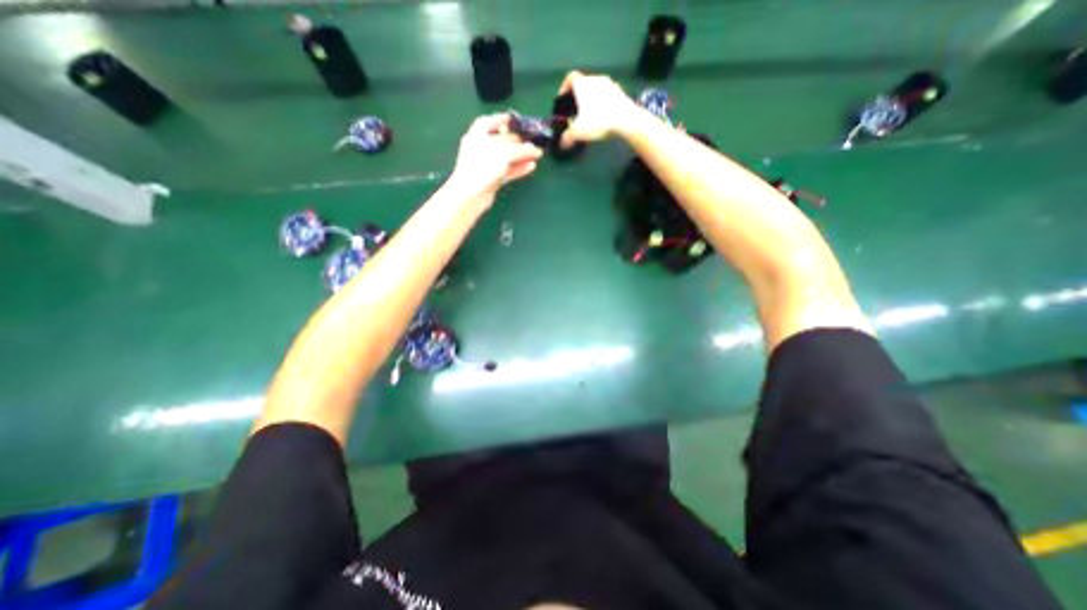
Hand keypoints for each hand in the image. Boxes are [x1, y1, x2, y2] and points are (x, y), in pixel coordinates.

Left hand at [442, 113, 540, 207]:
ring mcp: (486, 165)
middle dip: (518, 141)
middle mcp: (481, 148)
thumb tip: (533, 148)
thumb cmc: (483, 167)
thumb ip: (520, 150)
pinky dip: (519, 168)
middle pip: (502, 141)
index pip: (488, 122)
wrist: (471, 195)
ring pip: (507, 157)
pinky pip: (508, 171)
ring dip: (521, 156)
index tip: (514, 120)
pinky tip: (530, 167)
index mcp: (477, 136)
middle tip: (533, 141)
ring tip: (537, 155)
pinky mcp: (492, 179)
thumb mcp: (503, 153)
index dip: (500, 119)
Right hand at [556, 69, 637, 147]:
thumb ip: (567, 137)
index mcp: (582, 84)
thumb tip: (562, 143)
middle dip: (578, 96)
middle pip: (583, 84)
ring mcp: (610, 84)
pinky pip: (608, 95)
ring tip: (590, 115)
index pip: (570, 78)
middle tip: (576, 111)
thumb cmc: (598, 121)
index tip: (563, 99)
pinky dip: (603, 103)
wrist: (626, 119)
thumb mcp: (578, 132)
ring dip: (592, 99)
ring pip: (596, 89)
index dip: (564, 88)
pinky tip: (603, 116)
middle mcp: (595, 79)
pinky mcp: (621, 92)